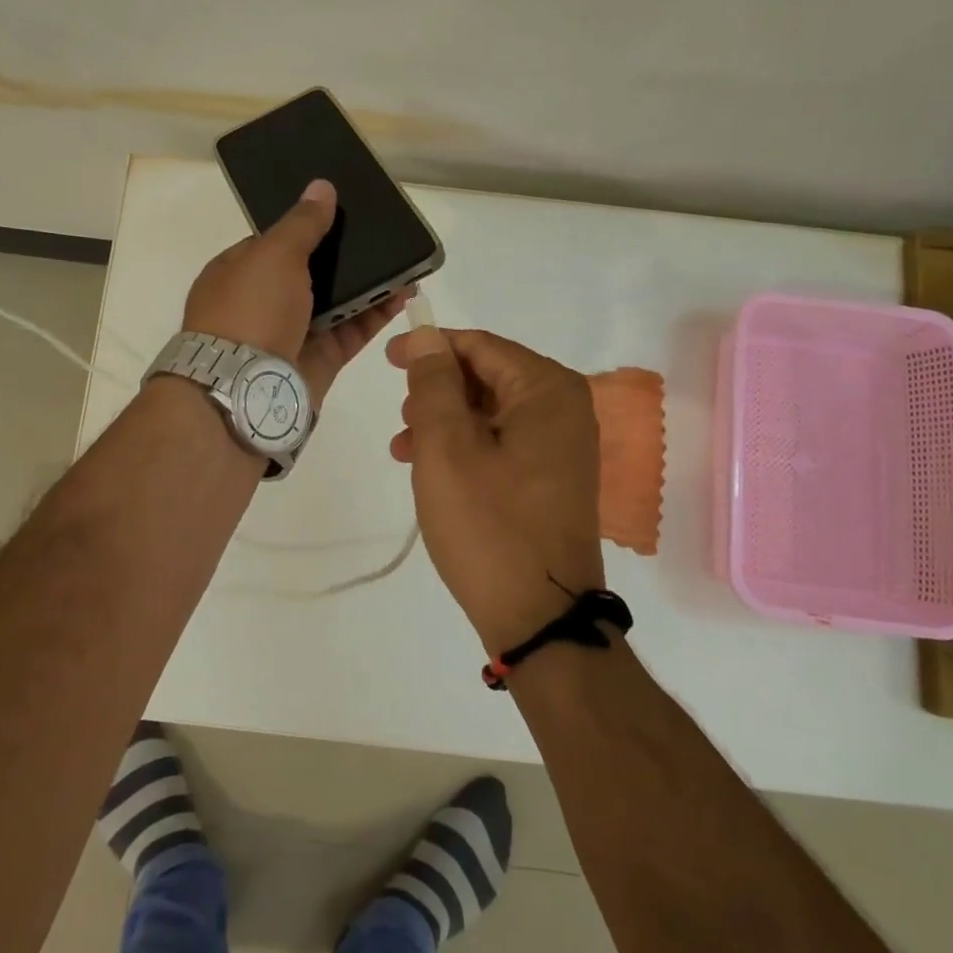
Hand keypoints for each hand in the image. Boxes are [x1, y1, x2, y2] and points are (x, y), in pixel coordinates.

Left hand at [182, 179, 407, 402]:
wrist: (246, 391)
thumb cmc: (250, 310)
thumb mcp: (273, 253)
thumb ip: (303, 223)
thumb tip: (321, 186)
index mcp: (239, 272)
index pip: (276, 243)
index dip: (308, 227)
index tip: (343, 214)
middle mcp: (264, 303)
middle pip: (311, 272)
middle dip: (346, 257)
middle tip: (383, 236)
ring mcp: (293, 333)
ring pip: (337, 302)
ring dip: (368, 284)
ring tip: (403, 262)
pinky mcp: (320, 360)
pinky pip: (353, 331)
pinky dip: (377, 313)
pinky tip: (404, 293)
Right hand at [386, 327, 603, 651]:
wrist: (539, 616)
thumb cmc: (488, 526)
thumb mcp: (447, 448)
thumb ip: (434, 383)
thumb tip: (426, 336)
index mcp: (547, 390)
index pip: (480, 346)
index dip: (430, 348)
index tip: (387, 359)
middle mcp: (565, 408)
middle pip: (488, 376)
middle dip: (437, 391)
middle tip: (401, 418)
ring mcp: (563, 445)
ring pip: (490, 411)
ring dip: (445, 421)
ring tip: (406, 449)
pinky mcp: (553, 477)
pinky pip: (502, 442)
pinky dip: (465, 447)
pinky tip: (432, 470)